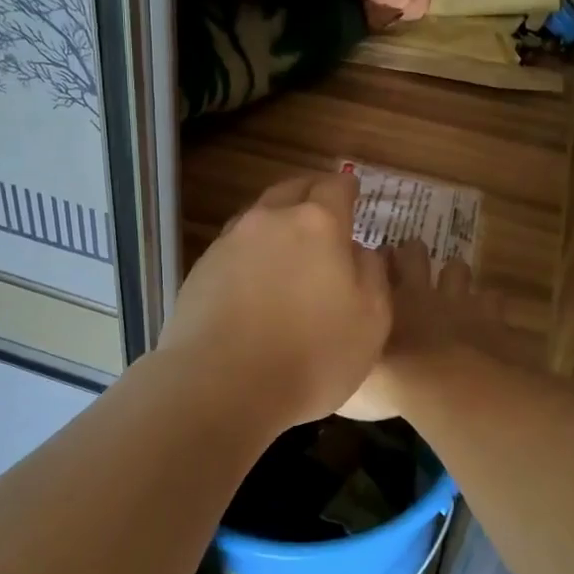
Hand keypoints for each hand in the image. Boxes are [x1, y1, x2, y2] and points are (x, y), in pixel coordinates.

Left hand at [158, 171, 390, 433]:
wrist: (220, 386)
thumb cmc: (311, 355)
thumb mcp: (371, 320)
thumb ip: (372, 273)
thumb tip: (360, 250)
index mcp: (317, 223)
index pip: (335, 187)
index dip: (347, 187)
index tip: (354, 190)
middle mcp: (270, 220)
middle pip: (292, 190)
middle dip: (311, 193)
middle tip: (324, 208)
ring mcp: (229, 242)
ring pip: (260, 216)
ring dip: (278, 221)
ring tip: (290, 243)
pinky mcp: (202, 269)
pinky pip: (235, 246)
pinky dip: (252, 251)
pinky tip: (257, 277)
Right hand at [340, 239, 518, 420]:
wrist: (445, 387)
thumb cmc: (390, 383)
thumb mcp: (351, 381)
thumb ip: (346, 363)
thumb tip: (338, 364)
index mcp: (381, 302)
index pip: (374, 265)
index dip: (376, 262)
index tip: (374, 265)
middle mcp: (418, 292)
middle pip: (414, 253)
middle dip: (412, 254)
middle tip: (409, 265)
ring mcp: (457, 301)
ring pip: (457, 269)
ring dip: (454, 276)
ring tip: (451, 288)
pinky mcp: (491, 317)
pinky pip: (494, 299)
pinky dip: (490, 306)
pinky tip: (488, 317)